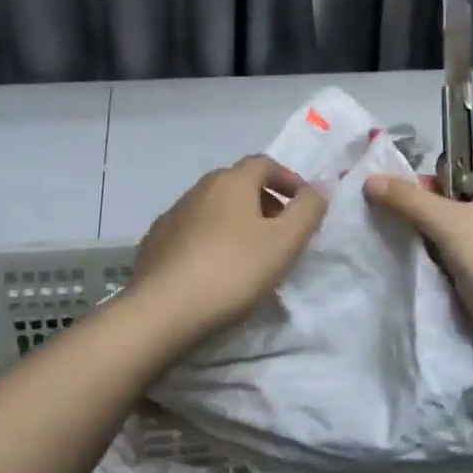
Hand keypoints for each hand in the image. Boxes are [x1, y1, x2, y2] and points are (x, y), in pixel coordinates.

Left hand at [130, 155, 327, 345]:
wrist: (165, 309)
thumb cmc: (234, 270)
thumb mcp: (285, 241)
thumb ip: (308, 209)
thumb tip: (317, 188)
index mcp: (232, 181)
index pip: (265, 163)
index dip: (289, 179)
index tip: (304, 206)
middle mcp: (199, 188)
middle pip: (239, 183)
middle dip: (264, 201)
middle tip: (281, 232)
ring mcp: (173, 214)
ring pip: (214, 208)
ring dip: (236, 221)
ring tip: (250, 254)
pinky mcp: (155, 241)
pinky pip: (192, 231)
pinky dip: (211, 239)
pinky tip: (215, 268)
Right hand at [363, 144, 472, 348]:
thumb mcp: (449, 224)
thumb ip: (408, 200)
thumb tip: (369, 180)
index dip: (443, 154)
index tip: (407, 172)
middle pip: (457, 187)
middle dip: (423, 195)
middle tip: (390, 206)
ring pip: (453, 223)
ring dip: (425, 228)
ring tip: (391, 233)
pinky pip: (455, 253)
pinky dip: (434, 255)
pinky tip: (410, 261)